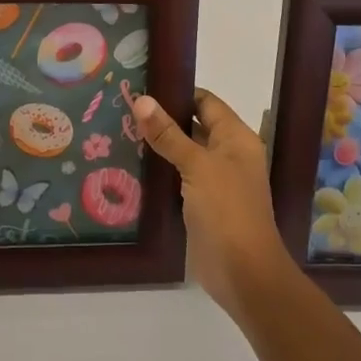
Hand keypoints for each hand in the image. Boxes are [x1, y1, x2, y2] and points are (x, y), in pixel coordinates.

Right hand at [133, 89, 289, 314]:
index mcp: (236, 138)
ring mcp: (214, 181)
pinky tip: (129, 165)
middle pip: (193, 126)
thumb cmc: (227, 210)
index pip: (205, 102)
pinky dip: (158, 171)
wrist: (243, 273)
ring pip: (183, 153)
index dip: (177, 92)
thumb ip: (169, 134)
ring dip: (157, 146)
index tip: (141, 86)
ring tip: (118, 131)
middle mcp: (227, 155)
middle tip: (121, 108)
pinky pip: (177, 179)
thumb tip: (142, 99)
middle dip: (162, 118)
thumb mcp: (197, 166)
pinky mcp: (200, 204)